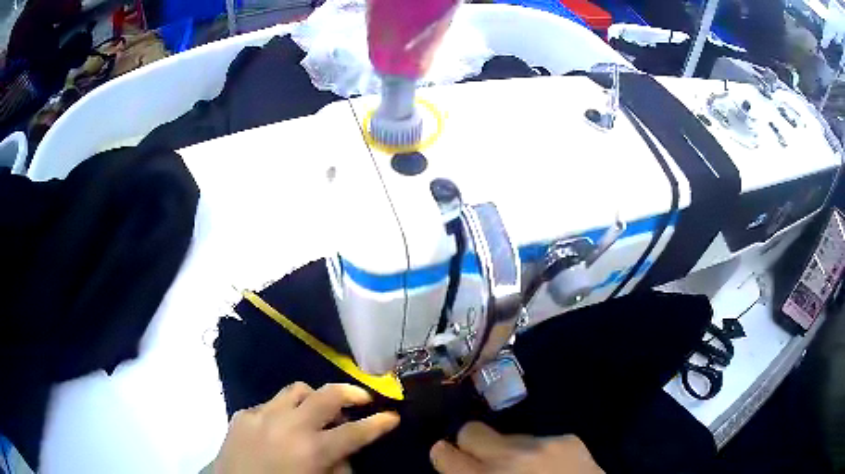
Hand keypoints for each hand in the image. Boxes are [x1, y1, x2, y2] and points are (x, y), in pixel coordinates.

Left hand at [214, 382, 399, 473]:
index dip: (379, 423)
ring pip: (296, 390)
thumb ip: (338, 468)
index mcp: (312, 450)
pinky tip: (280, 428)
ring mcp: (261, 416)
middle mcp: (288, 425)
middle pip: (327, 395)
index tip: (393, 416)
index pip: (355, 432)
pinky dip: (283, 411)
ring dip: (314, 398)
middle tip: (362, 399)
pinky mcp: (242, 415)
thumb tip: (344, 452)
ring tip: (318, 411)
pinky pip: (270, 404)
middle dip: (351, 393)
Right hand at [430, 422, 603, 473]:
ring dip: (510, 451)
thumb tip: (458, 467)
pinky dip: (539, 453)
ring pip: (508, 435)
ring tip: (526, 469)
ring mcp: (542, 444)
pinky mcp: (568, 439)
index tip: (451, 458)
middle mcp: (508, 457)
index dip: (445, 455)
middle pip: (471, 430)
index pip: (443, 453)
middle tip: (484, 461)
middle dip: (472, 444)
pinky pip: (540, 439)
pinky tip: (551, 468)